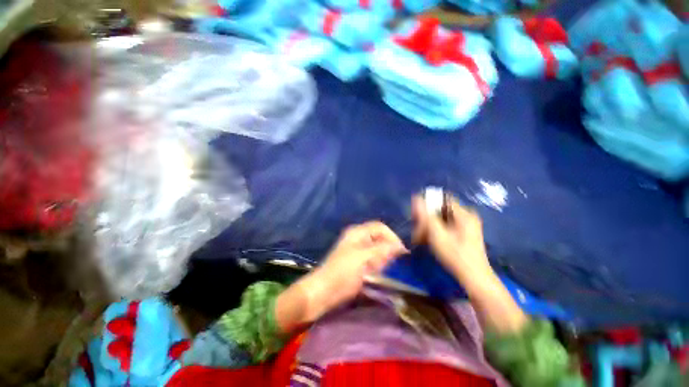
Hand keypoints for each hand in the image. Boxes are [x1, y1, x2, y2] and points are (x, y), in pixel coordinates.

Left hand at [301, 221, 407, 319]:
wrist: (324, 291)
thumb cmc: (343, 272)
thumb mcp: (364, 258)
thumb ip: (383, 250)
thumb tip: (400, 246)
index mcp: (358, 232)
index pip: (380, 227)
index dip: (392, 237)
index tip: (402, 251)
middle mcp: (358, 237)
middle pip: (379, 237)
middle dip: (389, 247)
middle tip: (394, 261)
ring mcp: (356, 249)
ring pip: (377, 248)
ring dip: (384, 256)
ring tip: (387, 268)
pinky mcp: (356, 261)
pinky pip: (372, 258)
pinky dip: (378, 263)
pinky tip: (379, 272)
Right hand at [411, 195, 493, 287]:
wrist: (474, 278)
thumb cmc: (455, 255)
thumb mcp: (437, 234)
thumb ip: (426, 215)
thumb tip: (416, 198)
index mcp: (464, 214)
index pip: (442, 199)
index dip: (427, 204)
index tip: (417, 214)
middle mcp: (466, 217)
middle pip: (441, 210)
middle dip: (426, 218)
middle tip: (417, 230)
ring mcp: (466, 226)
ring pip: (441, 219)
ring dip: (429, 226)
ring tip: (419, 238)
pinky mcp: (464, 234)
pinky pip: (445, 226)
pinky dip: (435, 231)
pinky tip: (428, 240)